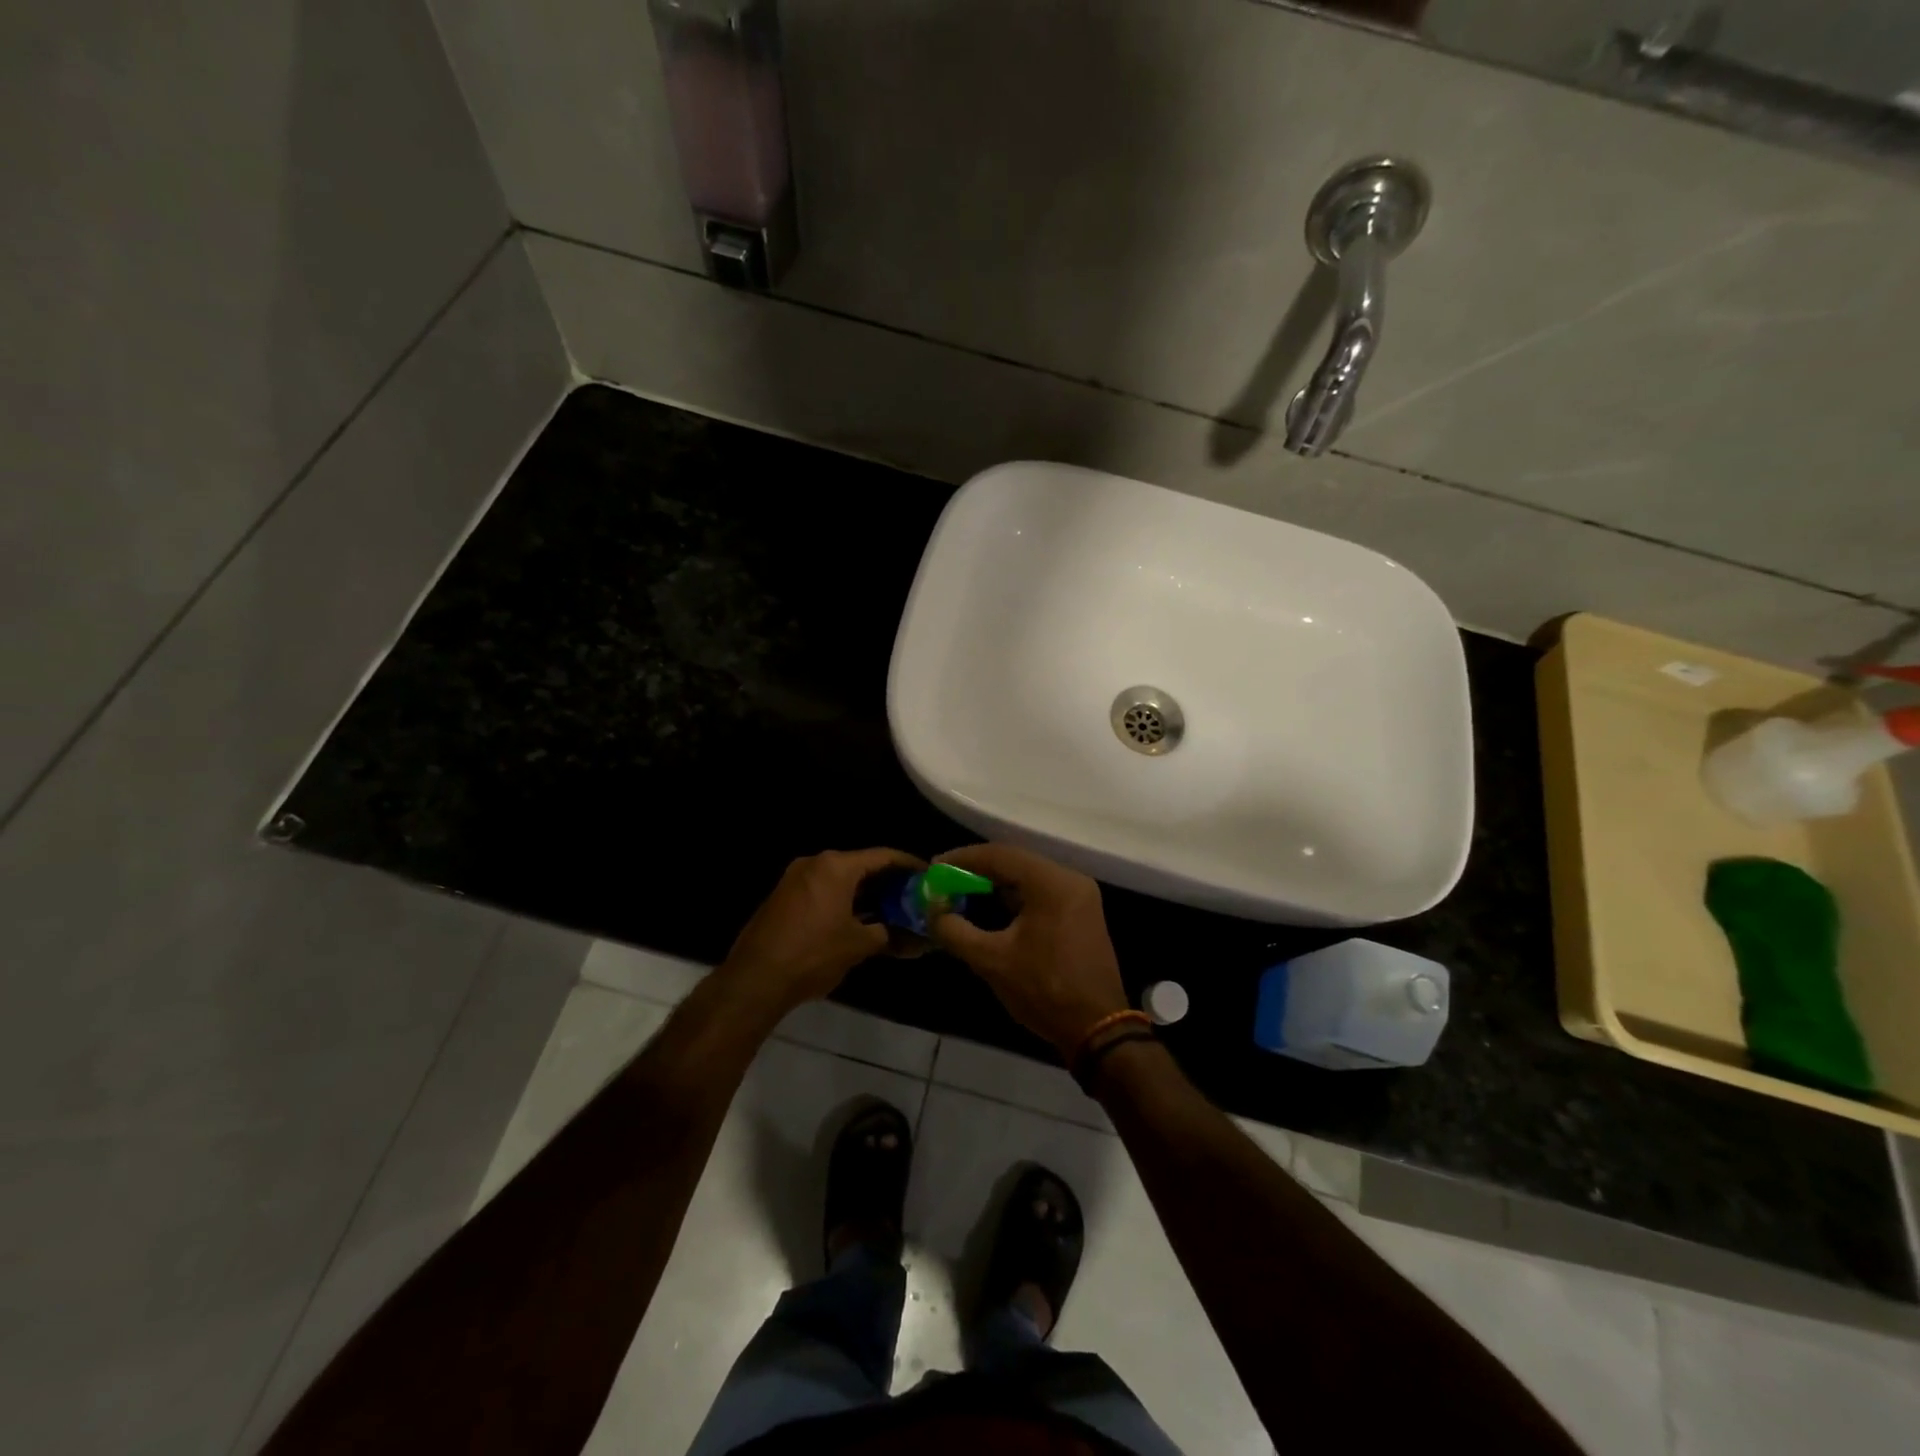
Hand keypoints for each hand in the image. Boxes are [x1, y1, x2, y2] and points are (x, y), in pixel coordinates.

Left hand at [720, 848, 924, 1015]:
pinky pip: (823, 890)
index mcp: (836, 866)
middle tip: (913, 896)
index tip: (929, 875)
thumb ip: (888, 933)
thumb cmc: (813, 955)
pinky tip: (860, 920)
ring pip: (841, 879)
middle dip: (888, 881)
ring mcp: (795, 879)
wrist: (755, 979)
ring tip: (892, 910)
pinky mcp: (784, 897)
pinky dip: (844, 900)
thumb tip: (912, 937)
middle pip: (861, 865)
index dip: (909, 865)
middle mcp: (815, 863)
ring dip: (866, 893)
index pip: (883, 856)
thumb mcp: (858, 945)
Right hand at [927, 844, 1128, 1056]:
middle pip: (1015, 862)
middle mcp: (1070, 880)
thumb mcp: (992, 961)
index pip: (1000, 855)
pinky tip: (990, 908)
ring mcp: (1080, 896)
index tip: (934, 867)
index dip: (963, 859)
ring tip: (961, 893)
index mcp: (1052, 883)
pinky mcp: (1081, 913)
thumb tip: (933, 911)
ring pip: (1028, 877)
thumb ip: (955, 931)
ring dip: (995, 884)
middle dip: (976, 870)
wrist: (1097, 1028)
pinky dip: (1014, 897)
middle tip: (944, 880)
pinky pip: (1041, 893)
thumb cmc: (1044, 990)